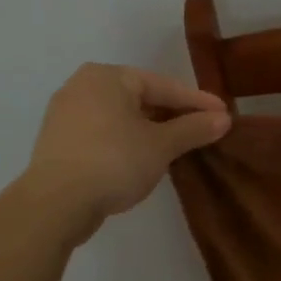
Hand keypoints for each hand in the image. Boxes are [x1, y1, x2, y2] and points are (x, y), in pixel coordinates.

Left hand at [23, 64, 229, 222]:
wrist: (56, 204)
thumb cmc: (114, 161)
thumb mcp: (162, 145)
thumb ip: (194, 129)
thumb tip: (223, 119)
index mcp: (108, 77)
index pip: (164, 86)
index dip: (198, 102)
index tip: (225, 114)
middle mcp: (83, 86)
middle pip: (142, 98)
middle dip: (174, 115)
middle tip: (204, 130)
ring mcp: (66, 114)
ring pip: (123, 116)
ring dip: (152, 130)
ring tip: (179, 145)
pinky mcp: (60, 141)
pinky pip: (105, 132)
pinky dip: (129, 140)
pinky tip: (146, 157)